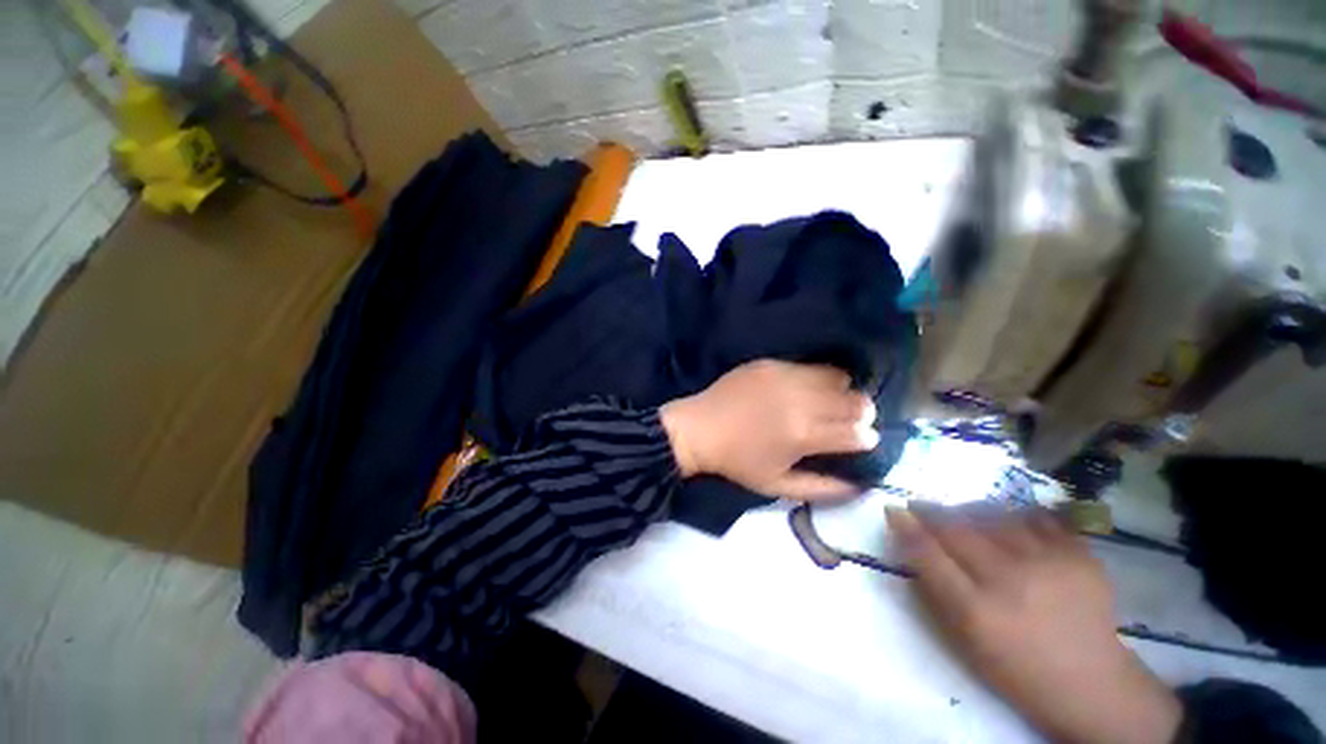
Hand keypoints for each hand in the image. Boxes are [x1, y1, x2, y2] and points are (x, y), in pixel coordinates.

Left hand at [659, 360, 877, 499]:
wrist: (700, 429)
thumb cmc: (737, 462)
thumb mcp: (777, 485)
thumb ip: (822, 488)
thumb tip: (858, 485)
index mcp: (804, 434)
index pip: (857, 432)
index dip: (866, 438)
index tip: (861, 440)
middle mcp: (800, 400)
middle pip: (855, 401)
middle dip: (861, 413)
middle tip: (850, 420)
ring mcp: (785, 377)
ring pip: (837, 377)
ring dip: (842, 391)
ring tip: (829, 401)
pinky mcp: (770, 363)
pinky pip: (809, 366)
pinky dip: (816, 378)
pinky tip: (805, 388)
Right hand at [887, 506, 1182, 743]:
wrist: (1092, 684)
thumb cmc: (1016, 668)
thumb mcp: (965, 640)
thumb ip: (935, 590)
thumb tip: (912, 546)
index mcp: (977, 610)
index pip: (928, 554)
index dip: (906, 527)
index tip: (893, 509)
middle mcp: (1010, 580)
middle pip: (957, 529)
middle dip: (931, 511)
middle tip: (919, 505)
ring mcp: (1049, 564)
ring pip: (994, 517)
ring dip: (970, 511)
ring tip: (963, 513)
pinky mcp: (1080, 555)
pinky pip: (1038, 518)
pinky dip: (1017, 515)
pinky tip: (1011, 519)